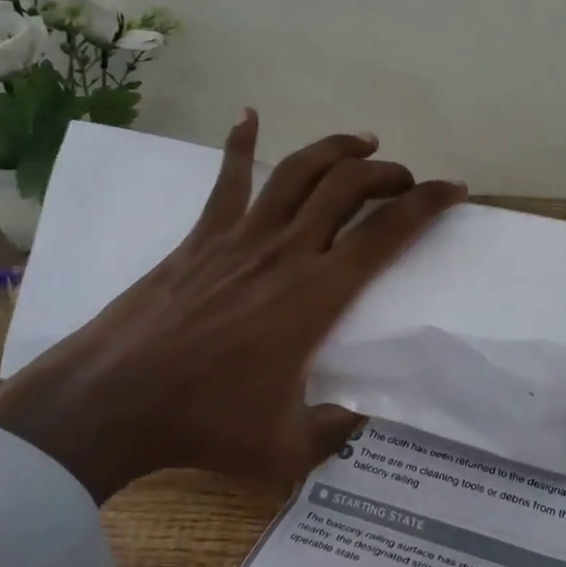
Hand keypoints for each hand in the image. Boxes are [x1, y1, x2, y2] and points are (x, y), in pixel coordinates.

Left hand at [0, 111, 466, 501]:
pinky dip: (242, 142)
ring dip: (337, 149)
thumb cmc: (203, 425)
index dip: (427, 203)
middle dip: (388, 173)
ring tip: (362, 143)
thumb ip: (333, 433)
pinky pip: (228, 178)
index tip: (453, 189)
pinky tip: (249, 115)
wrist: (113, 400)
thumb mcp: (284, 452)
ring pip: (300, 171)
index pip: (387, 233)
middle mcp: (287, 251)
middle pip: (349, 186)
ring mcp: (241, 236)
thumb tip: (357, 419)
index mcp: (318, 294)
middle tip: (404, 179)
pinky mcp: (202, 235)